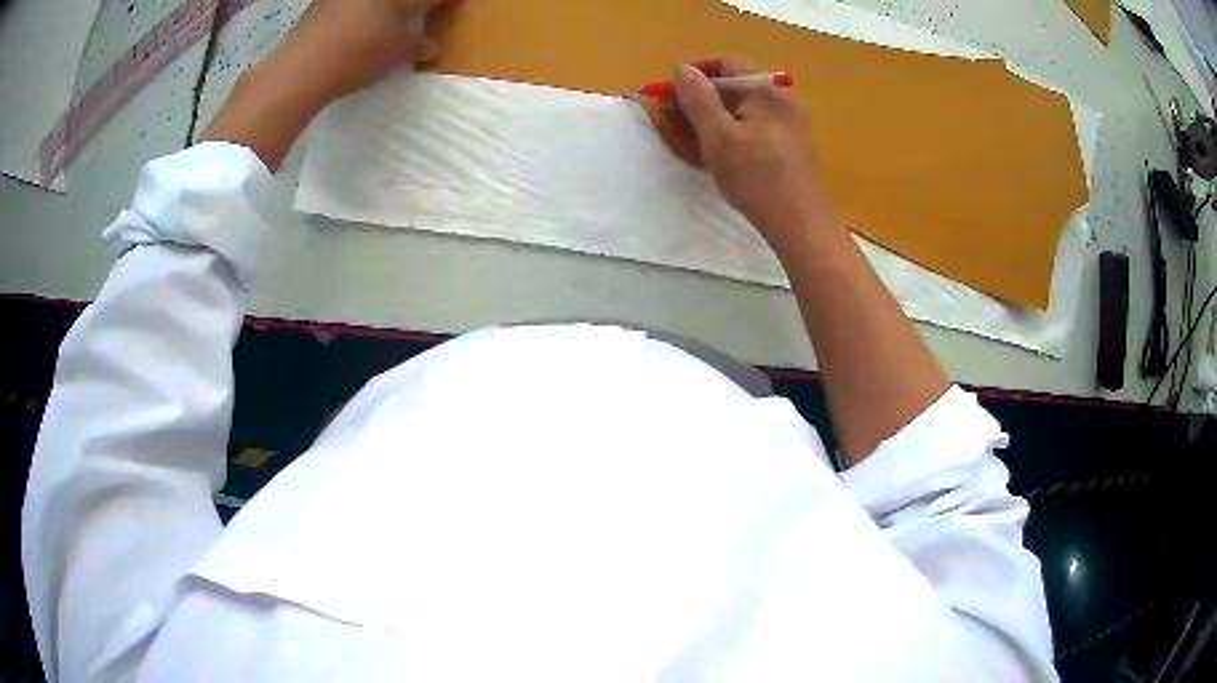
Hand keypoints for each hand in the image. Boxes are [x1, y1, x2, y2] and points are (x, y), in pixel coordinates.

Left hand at [266, 0, 451, 104]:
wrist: (299, 69)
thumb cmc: (354, 57)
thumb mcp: (392, 56)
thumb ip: (414, 47)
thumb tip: (429, 47)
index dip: (442, 4)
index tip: (448, 7)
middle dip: (410, 7)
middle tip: (414, 15)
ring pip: (372, 2)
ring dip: (382, 9)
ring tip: (383, 22)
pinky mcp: (322, 1)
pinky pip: (349, 4)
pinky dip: (358, 11)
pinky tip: (355, 24)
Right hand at [660, 57, 835, 246]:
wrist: (799, 224)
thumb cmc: (757, 177)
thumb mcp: (718, 136)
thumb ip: (698, 98)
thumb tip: (683, 69)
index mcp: (769, 90)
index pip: (726, 63)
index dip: (693, 71)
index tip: (667, 89)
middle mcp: (782, 99)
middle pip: (733, 86)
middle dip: (697, 96)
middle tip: (668, 114)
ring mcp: (787, 122)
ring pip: (740, 108)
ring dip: (708, 115)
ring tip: (681, 132)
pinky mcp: (787, 144)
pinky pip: (751, 125)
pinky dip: (727, 130)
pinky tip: (709, 147)